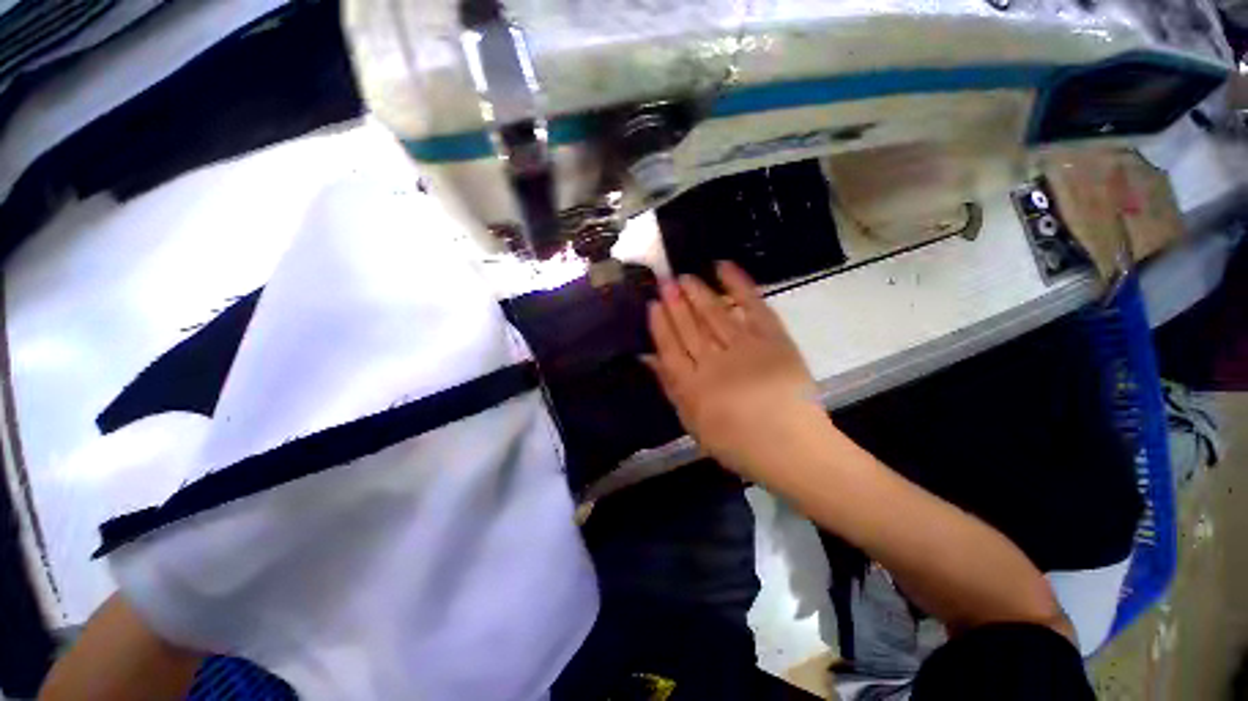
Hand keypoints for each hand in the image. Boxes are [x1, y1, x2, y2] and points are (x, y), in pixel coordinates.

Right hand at [643, 261, 824, 476]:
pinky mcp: (773, 339)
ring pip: (714, 314)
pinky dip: (738, 285)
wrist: (793, 449)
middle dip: (675, 302)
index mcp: (692, 387)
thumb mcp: (693, 424)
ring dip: (698, 292)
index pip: (670, 347)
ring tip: (685, 277)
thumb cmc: (738, 443)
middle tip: (666, 281)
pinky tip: (722, 267)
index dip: (660, 324)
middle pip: (690, 327)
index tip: (653, 304)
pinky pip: (753, 306)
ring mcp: (745, 348)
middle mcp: (714, 363)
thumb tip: (647, 357)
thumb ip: (670, 388)